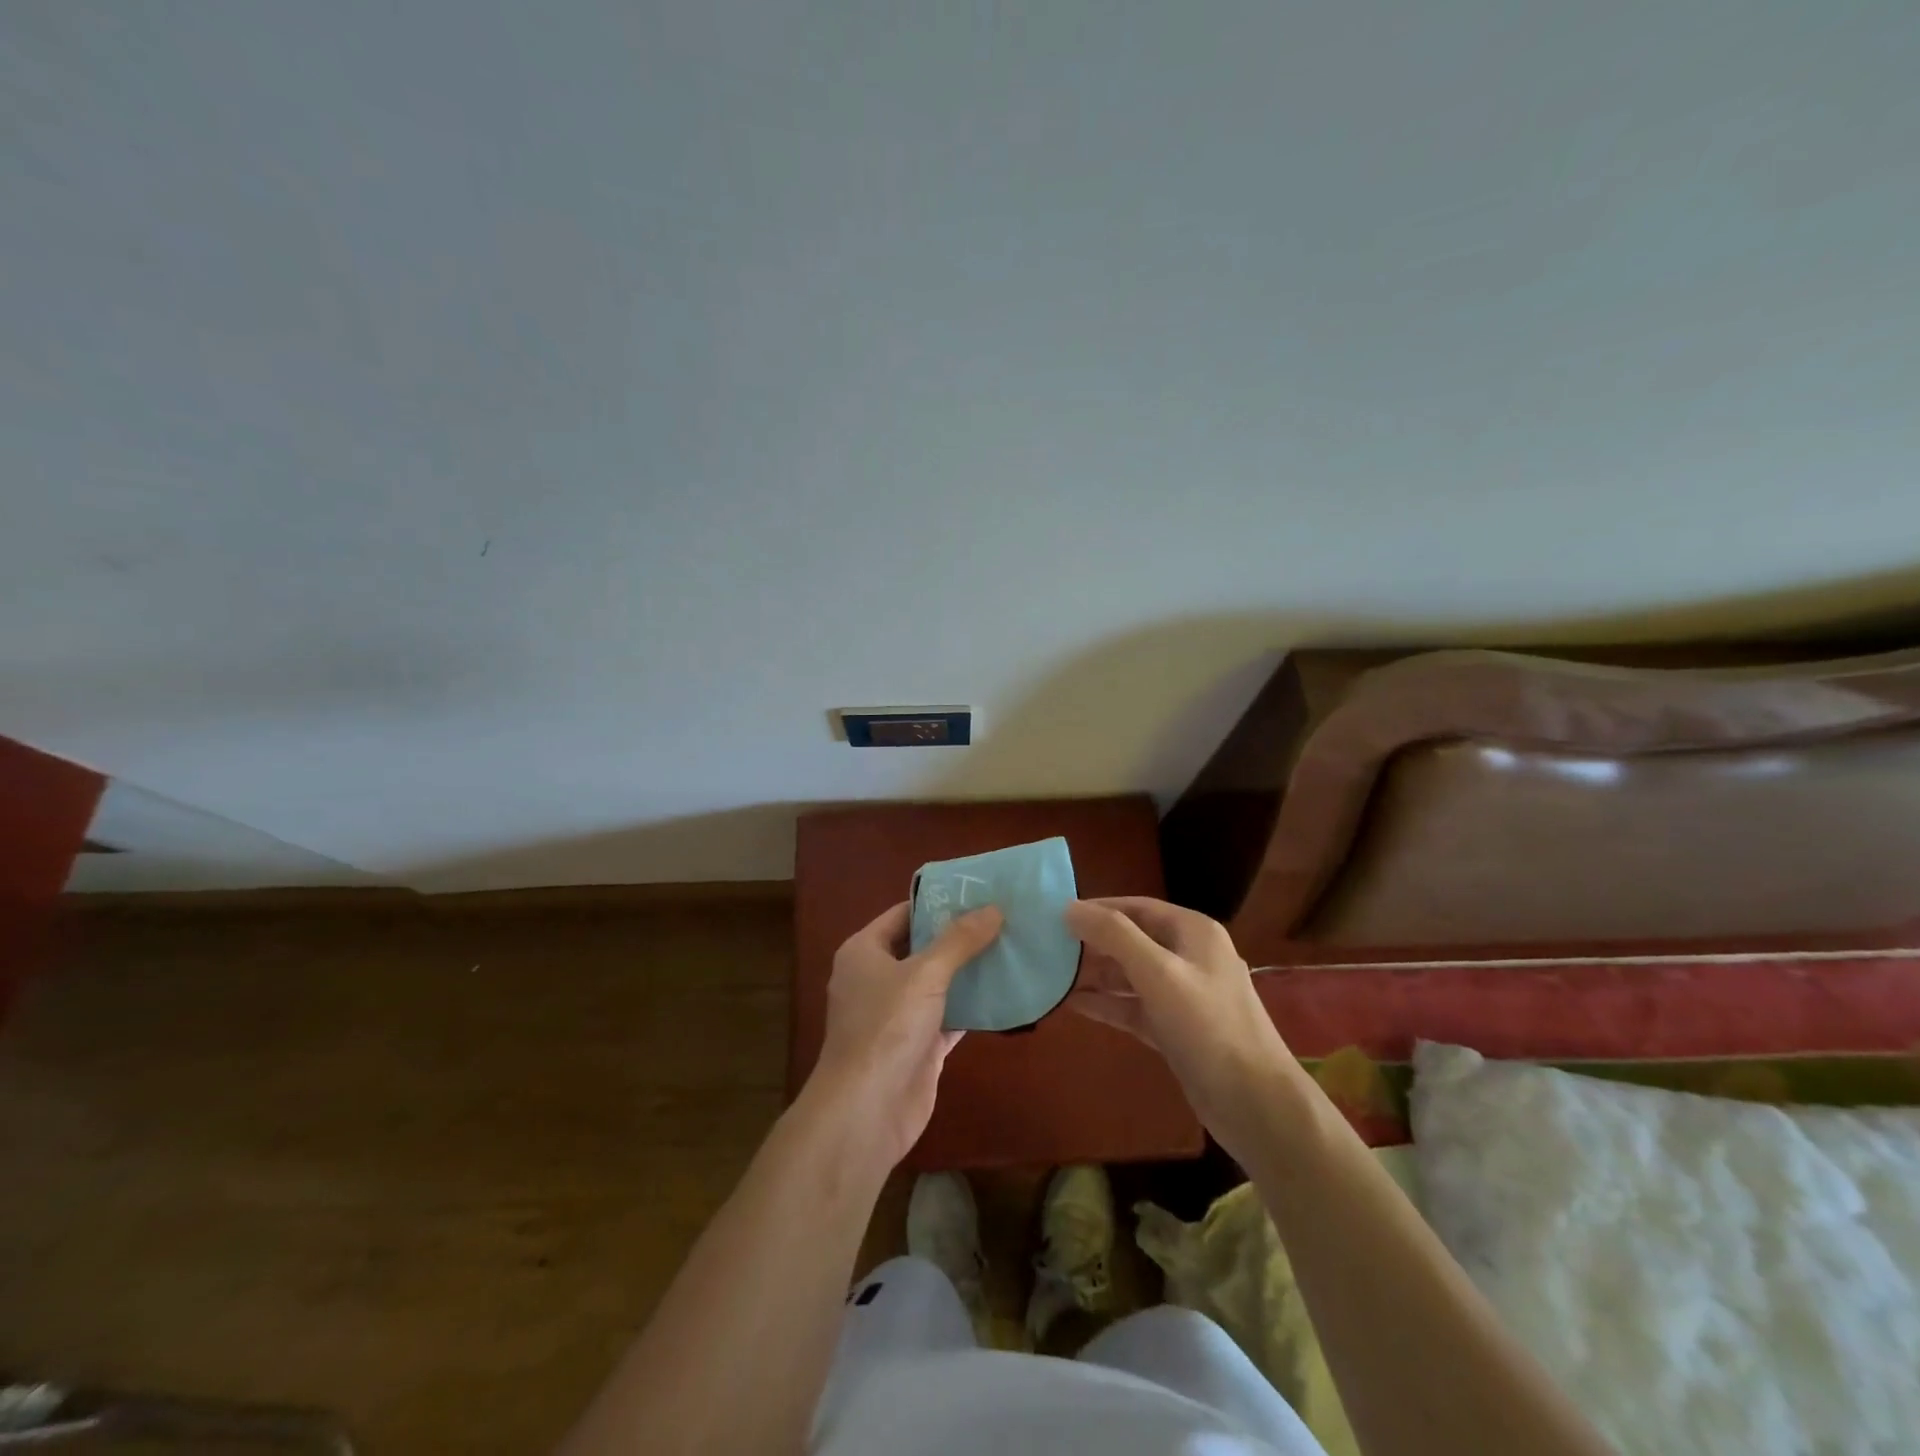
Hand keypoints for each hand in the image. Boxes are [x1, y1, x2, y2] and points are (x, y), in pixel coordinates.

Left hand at [804, 901, 1002, 1169]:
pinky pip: (950, 1016)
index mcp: (864, 952)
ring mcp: (897, 1015)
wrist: (866, 1111)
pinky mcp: (918, 1046)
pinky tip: (1007, 993)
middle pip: (923, 947)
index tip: (978, 892)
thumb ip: (959, 941)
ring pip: (938, 983)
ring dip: (969, 971)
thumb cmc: (886, 1027)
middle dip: (960, 936)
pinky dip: (973, 1007)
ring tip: (1012, 947)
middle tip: (1003, 917)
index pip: (903, 914)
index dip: (938, 902)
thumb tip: (993, 908)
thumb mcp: (925, 974)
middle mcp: (877, 978)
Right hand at [1064, 896, 1295, 1164]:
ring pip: (1131, 975)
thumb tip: (1069, 908)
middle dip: (1093, 943)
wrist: (1256, 1104)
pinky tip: (1073, 1005)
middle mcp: (1190, 956)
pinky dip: (1107, 1004)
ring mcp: (1184, 995)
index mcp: (1193, 932)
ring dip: (1096, 975)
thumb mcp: (1158, 973)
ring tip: (1053, 975)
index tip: (1056, 915)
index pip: (1136, 907)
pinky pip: (1134, 1006)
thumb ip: (1113, 936)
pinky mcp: (1176, 1029)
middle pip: (1132, 939)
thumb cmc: (1208, 1026)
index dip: (1097, 908)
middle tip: (1048, 947)